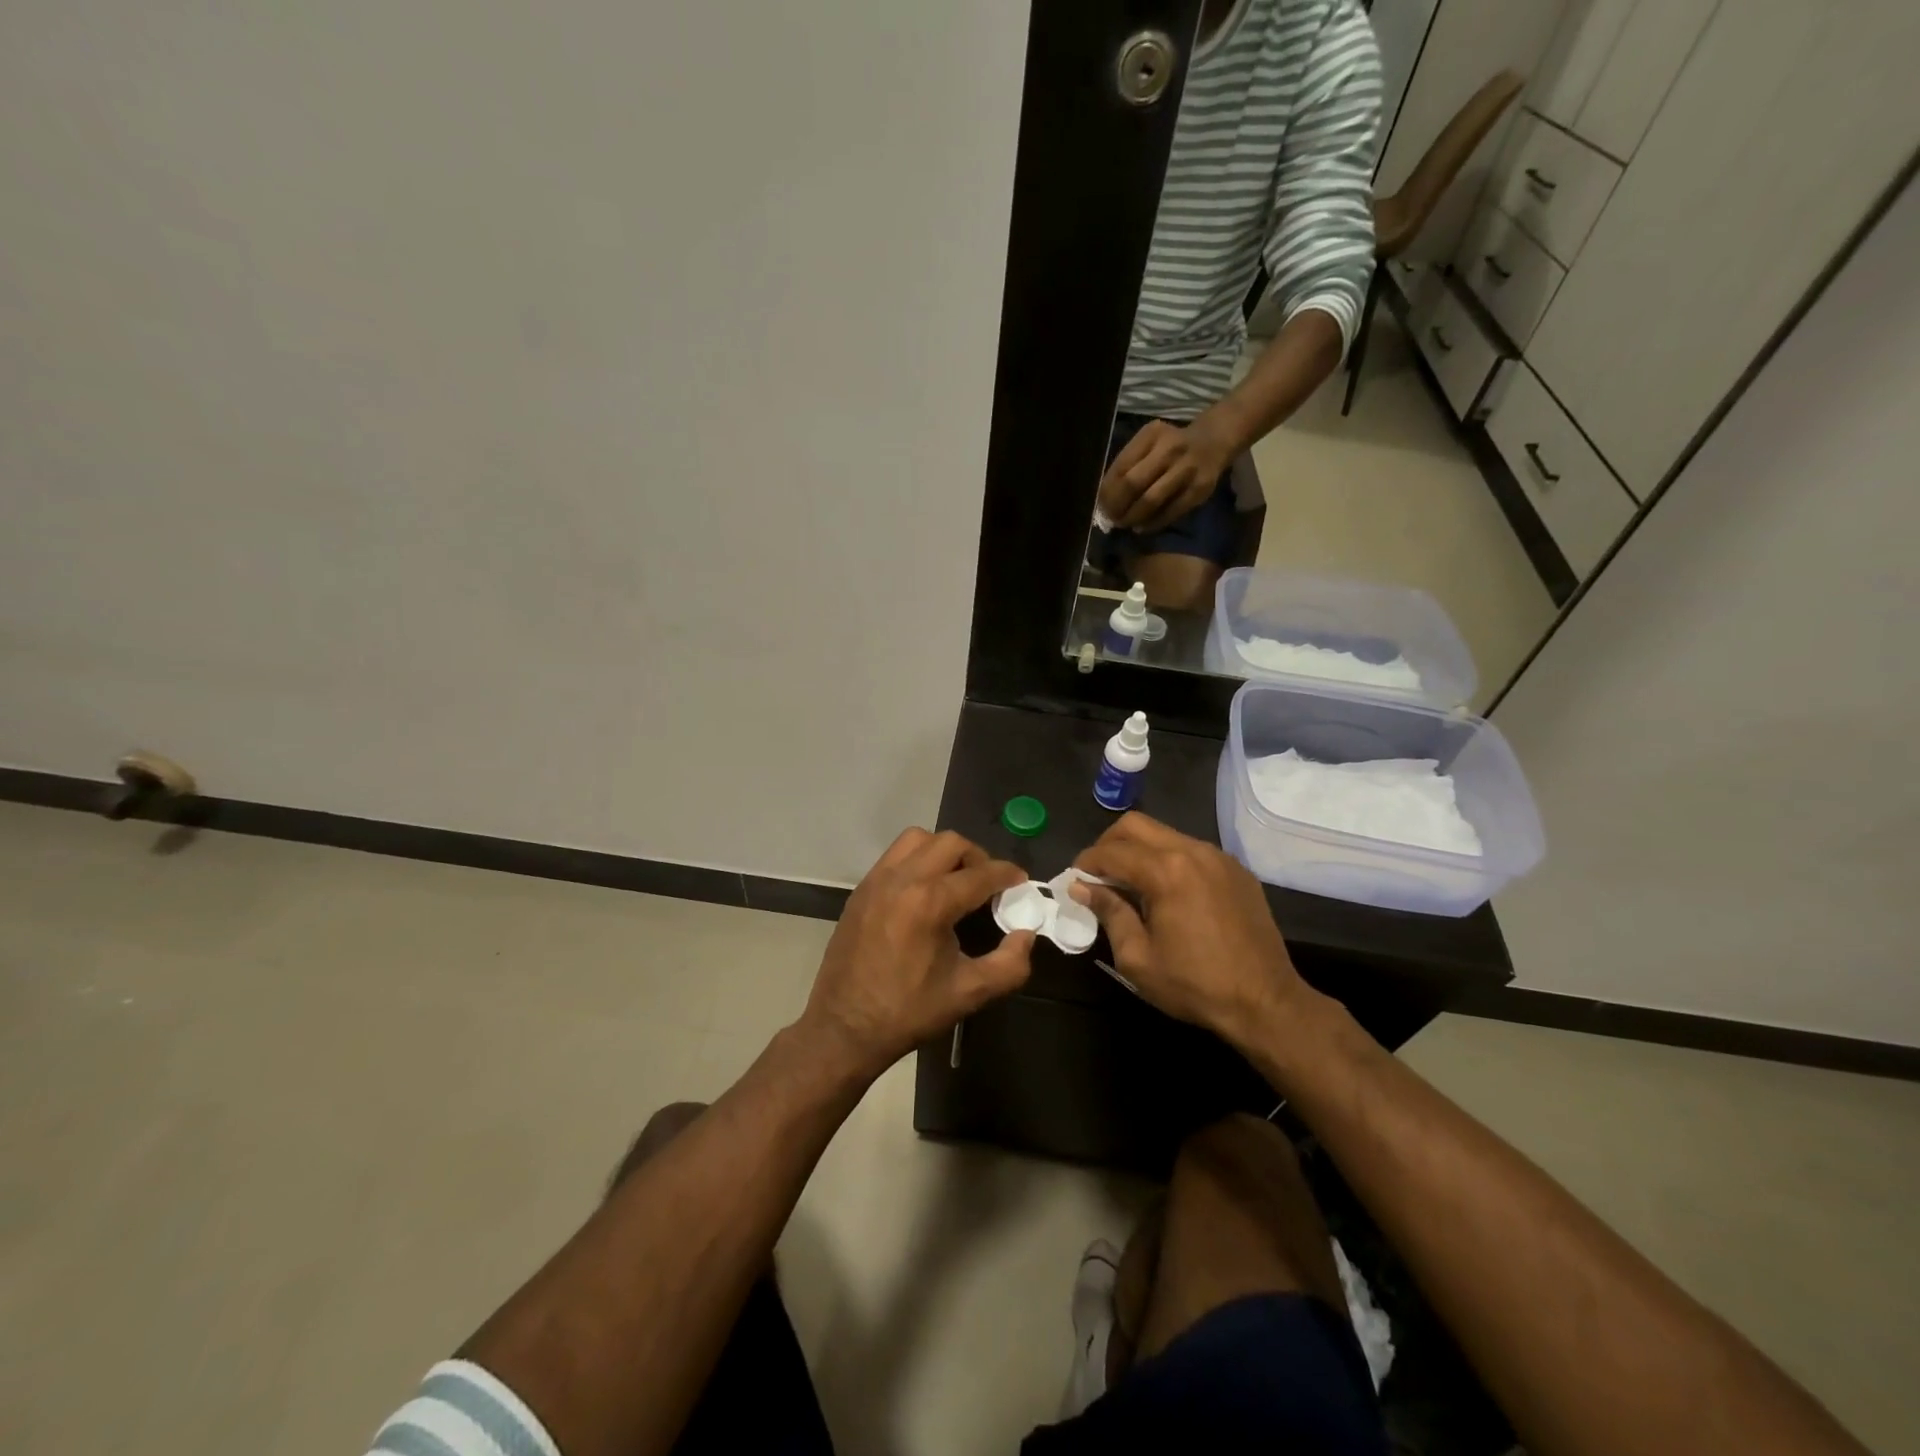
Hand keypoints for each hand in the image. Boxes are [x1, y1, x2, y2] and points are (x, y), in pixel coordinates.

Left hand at [798, 829, 1033, 1081]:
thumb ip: (1009, 964)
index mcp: (930, 903)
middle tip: (989, 883)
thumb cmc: (909, 1012)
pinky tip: (925, 889)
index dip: (1007, 874)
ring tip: (955, 879)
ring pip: (918, 839)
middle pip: (950, 843)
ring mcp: (877, 881)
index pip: (980, 873)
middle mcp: (902, 880)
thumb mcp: (969, 994)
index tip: (1021, 881)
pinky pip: (895, 855)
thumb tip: (1026, 934)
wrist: (845, 1027)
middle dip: (977, 857)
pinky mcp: (861, 889)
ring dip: (944, 850)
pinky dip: (917, 859)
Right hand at [1070, 813, 1314, 1044]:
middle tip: (1098, 875)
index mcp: (1166, 871)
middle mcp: (1193, 851)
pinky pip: (1191, 850)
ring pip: (1165, 834)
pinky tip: (1167, 893)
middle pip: (1136, 825)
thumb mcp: (1138, 957)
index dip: (1085, 863)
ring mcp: (1219, 857)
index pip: (1111, 852)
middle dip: (1109, 844)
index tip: (1074, 882)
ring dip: (1139, 851)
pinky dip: (1169, 860)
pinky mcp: (1236, 870)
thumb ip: (1108, 912)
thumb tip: (1081, 887)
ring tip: (1130, 885)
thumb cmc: (1195, 985)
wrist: (1266, 1002)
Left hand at [1096, 416, 1234, 534]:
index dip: (1107, 491)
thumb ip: (1129, 464)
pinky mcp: (1199, 489)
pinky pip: (1170, 512)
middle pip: (1133, 484)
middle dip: (1117, 506)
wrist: (1214, 440)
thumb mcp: (1149, 443)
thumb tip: (1104, 498)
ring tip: (1125, 524)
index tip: (1100, 506)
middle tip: (1111, 519)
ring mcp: (1187, 469)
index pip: (1120, 467)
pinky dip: (1153, 523)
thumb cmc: (1171, 446)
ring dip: (1133, 517)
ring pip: (1151, 500)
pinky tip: (1142, 527)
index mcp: (1151, 434)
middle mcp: (1170, 448)